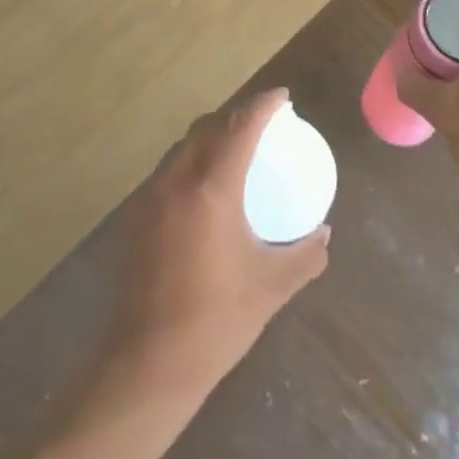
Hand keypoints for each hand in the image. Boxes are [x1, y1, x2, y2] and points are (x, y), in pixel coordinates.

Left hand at [109, 90, 329, 397]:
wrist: (149, 360)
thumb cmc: (217, 319)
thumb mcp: (272, 285)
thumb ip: (305, 255)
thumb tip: (324, 234)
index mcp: (211, 189)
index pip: (240, 127)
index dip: (263, 105)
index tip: (283, 97)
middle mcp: (176, 182)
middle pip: (206, 127)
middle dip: (235, 114)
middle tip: (261, 123)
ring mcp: (150, 199)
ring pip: (182, 147)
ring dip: (209, 136)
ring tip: (234, 149)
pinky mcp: (135, 218)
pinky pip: (167, 171)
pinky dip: (191, 162)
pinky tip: (204, 189)